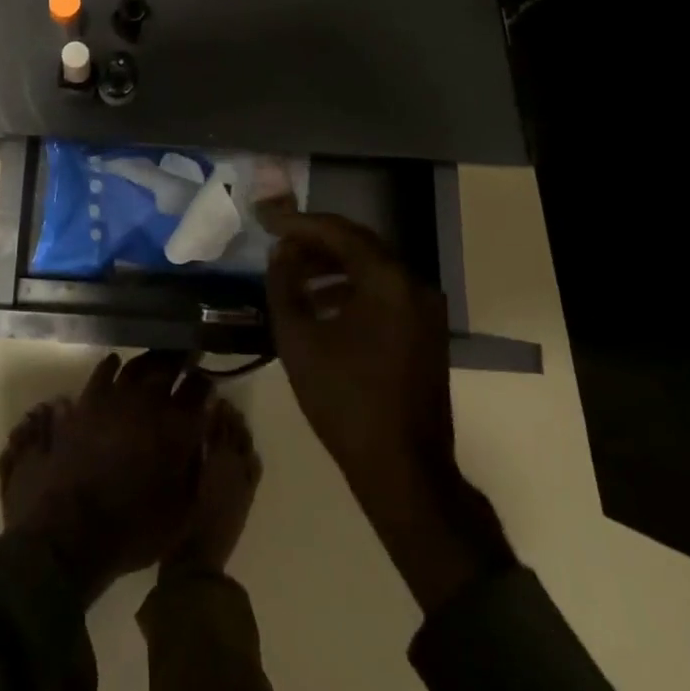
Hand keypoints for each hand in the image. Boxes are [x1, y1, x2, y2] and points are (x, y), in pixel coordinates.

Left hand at [8, 352, 212, 597]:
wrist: (75, 530)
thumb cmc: (136, 528)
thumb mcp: (184, 509)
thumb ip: (198, 465)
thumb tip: (203, 433)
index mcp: (179, 426)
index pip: (199, 388)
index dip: (205, 382)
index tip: (206, 382)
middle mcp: (149, 401)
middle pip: (169, 364)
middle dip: (180, 359)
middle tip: (185, 357)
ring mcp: (115, 396)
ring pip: (138, 363)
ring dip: (150, 360)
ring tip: (156, 362)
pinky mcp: (88, 400)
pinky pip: (104, 370)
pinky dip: (113, 365)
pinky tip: (117, 364)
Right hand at [261, 206, 454, 483]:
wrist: (404, 470)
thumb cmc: (345, 401)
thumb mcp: (298, 339)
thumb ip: (284, 285)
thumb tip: (281, 253)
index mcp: (387, 280)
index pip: (337, 232)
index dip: (297, 223)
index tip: (265, 220)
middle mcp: (413, 284)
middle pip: (358, 244)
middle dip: (314, 240)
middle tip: (277, 239)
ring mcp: (425, 308)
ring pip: (371, 267)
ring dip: (331, 264)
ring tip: (292, 272)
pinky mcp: (425, 330)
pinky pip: (384, 291)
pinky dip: (351, 287)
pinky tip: (321, 302)